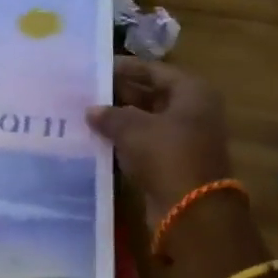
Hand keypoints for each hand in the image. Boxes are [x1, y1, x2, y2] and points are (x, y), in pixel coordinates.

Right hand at [87, 59, 233, 222]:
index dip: (125, 67)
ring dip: (119, 119)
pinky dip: (124, 140)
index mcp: (192, 92)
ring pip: (145, 120)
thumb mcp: (133, 128)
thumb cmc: (166, 155)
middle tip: (85, 91)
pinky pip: (144, 143)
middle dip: (118, 94)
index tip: (96, 67)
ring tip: (85, 114)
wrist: (190, 210)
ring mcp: (184, 138)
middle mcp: (192, 111)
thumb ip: (110, 114)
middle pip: (151, 94)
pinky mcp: (172, 162)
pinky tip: (96, 138)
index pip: (154, 70)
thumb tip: (92, 110)